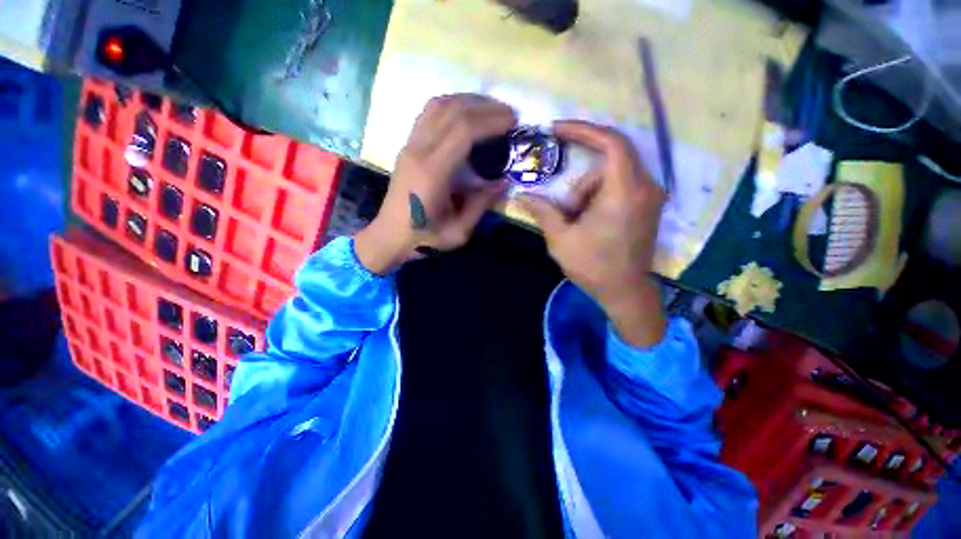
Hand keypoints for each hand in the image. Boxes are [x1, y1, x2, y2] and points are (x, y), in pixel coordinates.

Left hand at [355, 94, 516, 273]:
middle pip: (452, 110)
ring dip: (467, 101)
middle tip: (508, 114)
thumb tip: (504, 182)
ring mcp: (410, 144)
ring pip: (438, 105)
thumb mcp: (459, 231)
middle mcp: (418, 151)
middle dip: (485, 107)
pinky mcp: (407, 145)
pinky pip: (428, 113)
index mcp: (432, 173)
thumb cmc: (424, 237)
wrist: (390, 235)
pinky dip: (451, 106)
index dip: (490, 121)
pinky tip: (466, 114)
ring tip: (490, 110)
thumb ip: (481, 205)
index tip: (512, 122)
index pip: (463, 131)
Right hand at [519, 120, 666, 348]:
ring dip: (591, 189)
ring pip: (616, 172)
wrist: (625, 291)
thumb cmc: (593, 266)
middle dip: (582, 176)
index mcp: (624, 193)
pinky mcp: (649, 205)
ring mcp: (650, 196)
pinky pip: (623, 183)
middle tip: (566, 203)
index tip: (557, 130)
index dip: (583, 130)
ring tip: (578, 220)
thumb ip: (542, 212)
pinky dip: (601, 193)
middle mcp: (645, 187)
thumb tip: (521, 195)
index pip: (611, 142)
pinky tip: (591, 218)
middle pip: (611, 157)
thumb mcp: (561, 239)